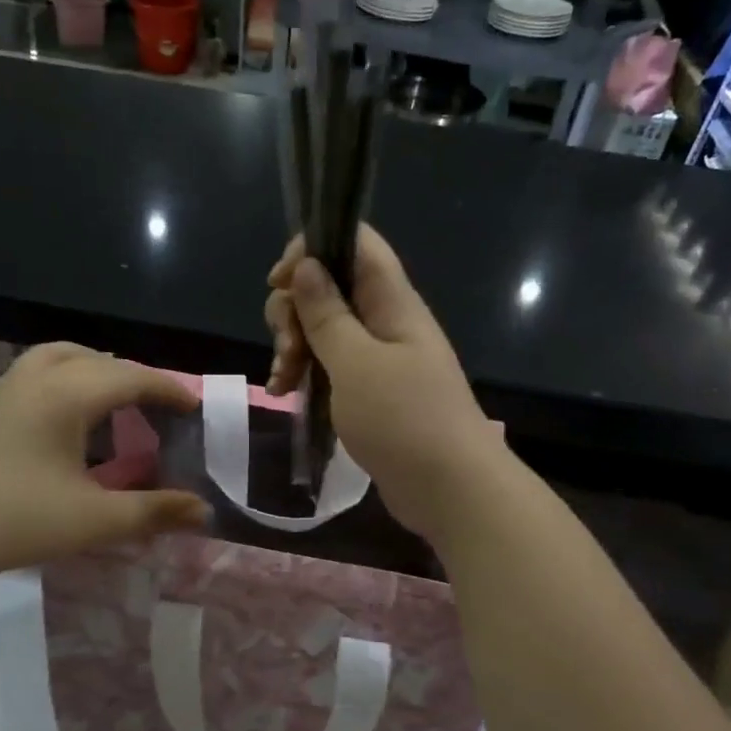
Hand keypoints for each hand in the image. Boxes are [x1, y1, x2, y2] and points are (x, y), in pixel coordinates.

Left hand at [0, 344, 207, 582]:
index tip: (193, 406)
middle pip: (96, 359)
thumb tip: (204, 511)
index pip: (130, 377)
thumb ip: (154, 511)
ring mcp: (2, 390)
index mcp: (65, 395)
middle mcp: (34, 379)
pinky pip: (33, 372)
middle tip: (158, 405)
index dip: (167, 389)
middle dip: (133, 376)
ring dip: (94, 366)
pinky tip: (63, 411)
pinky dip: (63, 376)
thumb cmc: (19, 522)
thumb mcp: (96, 520)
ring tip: (113, 393)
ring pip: (58, 355)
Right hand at [264, 227, 500, 541]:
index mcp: (391, 301)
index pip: (355, 242)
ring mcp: (379, 357)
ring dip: (294, 347)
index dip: (312, 247)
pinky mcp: (371, 391)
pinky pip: (331, 365)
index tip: (280, 282)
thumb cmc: (403, 420)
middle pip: (330, 286)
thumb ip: (327, 314)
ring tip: (281, 384)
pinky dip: (306, 374)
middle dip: (294, 311)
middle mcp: (386, 321)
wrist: (450, 489)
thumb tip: (308, 263)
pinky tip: (285, 395)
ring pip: (324, 329)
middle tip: (287, 349)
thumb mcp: (355, 363)